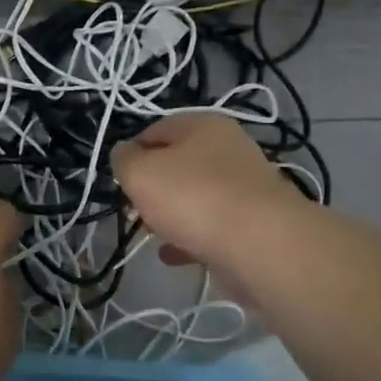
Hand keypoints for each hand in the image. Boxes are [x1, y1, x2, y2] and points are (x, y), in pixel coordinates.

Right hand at [110, 116, 308, 295]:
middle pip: (177, 164)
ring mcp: (244, 186)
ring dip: (170, 215)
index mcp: (203, 124)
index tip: (120, 180)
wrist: (260, 244)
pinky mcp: (253, 222)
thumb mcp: (140, 172)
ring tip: (152, 235)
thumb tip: (124, 154)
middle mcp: (228, 148)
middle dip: (151, 188)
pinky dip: (190, 238)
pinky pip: (212, 225)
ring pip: (195, 196)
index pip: (155, 130)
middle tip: (134, 209)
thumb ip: (123, 160)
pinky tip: (173, 256)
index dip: (131, 154)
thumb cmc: (192, 196)